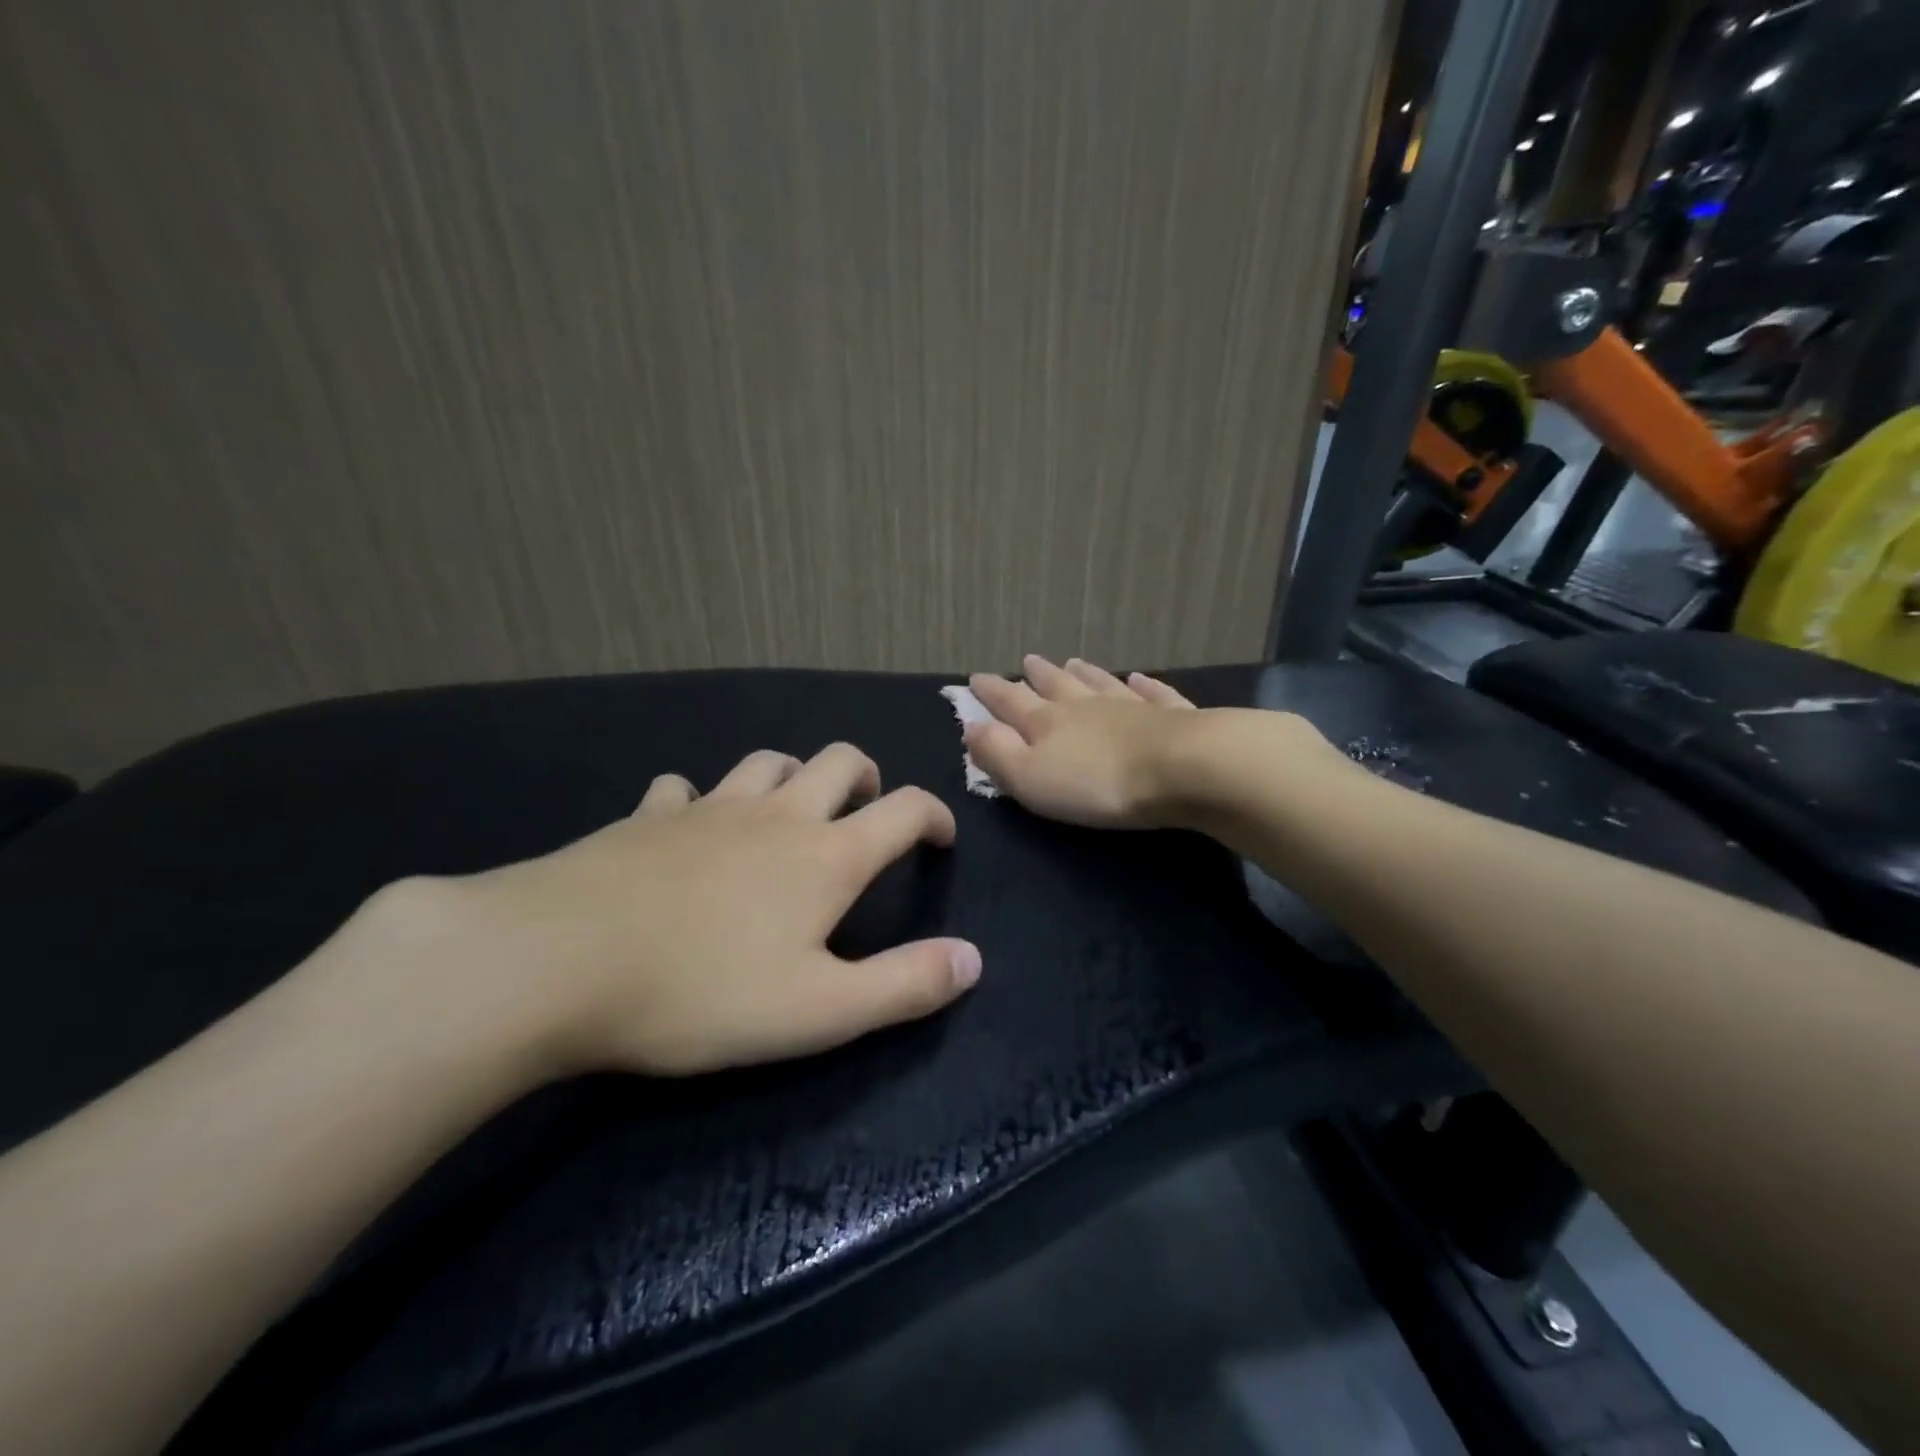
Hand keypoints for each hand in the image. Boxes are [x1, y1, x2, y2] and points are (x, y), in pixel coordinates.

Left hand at [436, 744, 978, 1076]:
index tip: (940, 839)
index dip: (934, 815)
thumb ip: (904, 985)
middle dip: (866, 777)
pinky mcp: (647, 817)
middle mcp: (775, 815)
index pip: (904, 809)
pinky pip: (685, 789)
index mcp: (826, 855)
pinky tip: (689, 826)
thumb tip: (973, 960)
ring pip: (767, 762)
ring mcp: (708, 808)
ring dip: (793, 776)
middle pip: (838, 760)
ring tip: (791, 811)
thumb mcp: (819, 1010)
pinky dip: (701, 800)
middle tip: (867, 810)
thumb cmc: (702, 991)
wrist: (557, 962)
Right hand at [964, 655, 1199, 827]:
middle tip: (1027, 661)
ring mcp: (1131, 706)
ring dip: (1084, 674)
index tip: (975, 678)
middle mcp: (1086, 707)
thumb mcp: (1030, 778)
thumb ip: (997, 753)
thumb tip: (970, 727)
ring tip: (1072, 662)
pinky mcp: (1172, 716)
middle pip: (1056, 686)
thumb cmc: (1096, 783)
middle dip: (1037, 676)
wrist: (1181, 768)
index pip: (1011, 702)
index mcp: (1048, 723)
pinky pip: (1153, 693)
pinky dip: (1143, 684)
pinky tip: (1139, 678)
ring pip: (1100, 683)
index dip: (991, 692)